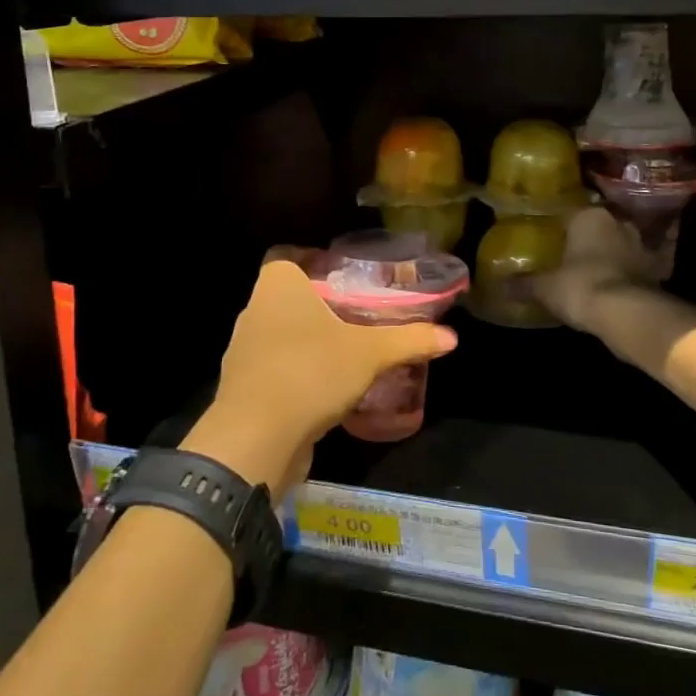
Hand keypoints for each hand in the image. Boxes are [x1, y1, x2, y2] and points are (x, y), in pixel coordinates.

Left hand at [182, 257, 457, 498]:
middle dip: (320, 303)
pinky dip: (298, 371)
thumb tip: (452, 337)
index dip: (312, 260)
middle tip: (358, 312)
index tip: (344, 274)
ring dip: (308, 340)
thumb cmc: (310, 372)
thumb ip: (409, 340)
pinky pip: (275, 367)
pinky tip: (327, 387)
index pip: (287, 255)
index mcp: (277, 285)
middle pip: (288, 295)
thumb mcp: (369, 354)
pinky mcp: (243, 387)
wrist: (255, 439)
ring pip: (281, 332)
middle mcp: (254, 309)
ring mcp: (244, 350)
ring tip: (347, 350)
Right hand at [533, 208, 656, 331]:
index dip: (558, 224)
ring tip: (599, 265)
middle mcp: (618, 222)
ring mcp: (642, 244)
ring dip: (615, 250)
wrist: (628, 314)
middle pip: (599, 224)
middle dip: (589, 236)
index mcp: (589, 217)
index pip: (569, 212)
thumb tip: (499, 285)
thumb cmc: (580, 287)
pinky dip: (641, 268)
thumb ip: (523, 284)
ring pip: (624, 241)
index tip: (550, 235)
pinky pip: (648, 263)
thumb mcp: (545, 287)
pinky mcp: (659, 268)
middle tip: (573, 250)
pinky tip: (631, 276)